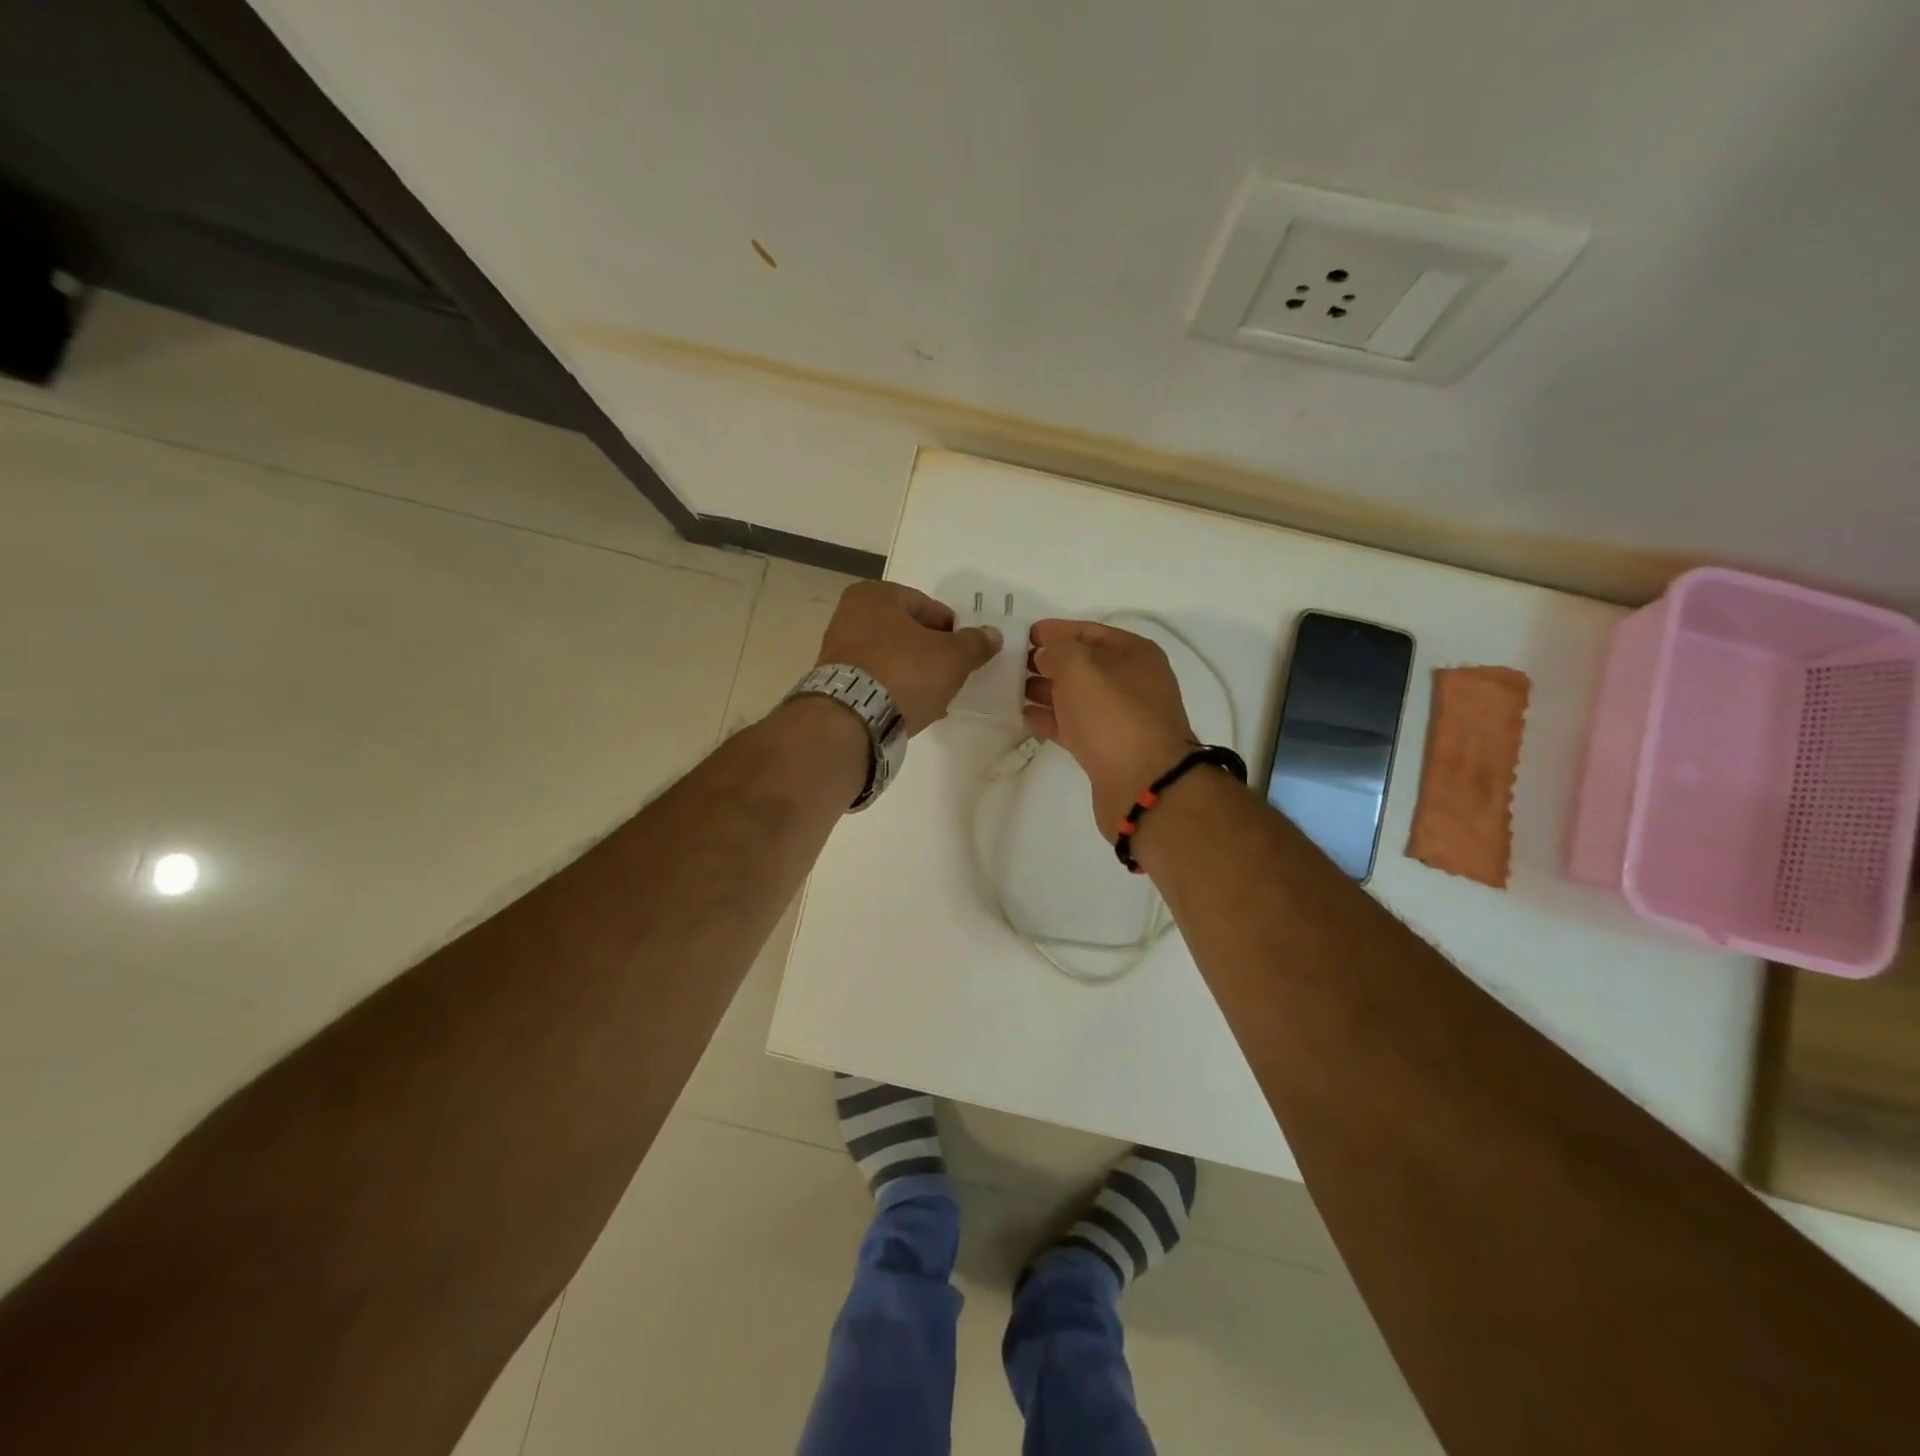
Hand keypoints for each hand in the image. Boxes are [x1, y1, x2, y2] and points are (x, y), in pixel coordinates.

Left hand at [816, 581, 1000, 734]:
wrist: (853, 718)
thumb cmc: (905, 673)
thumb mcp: (952, 657)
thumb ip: (975, 643)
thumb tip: (992, 634)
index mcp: (876, 594)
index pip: (929, 607)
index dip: (953, 631)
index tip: (965, 655)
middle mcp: (850, 614)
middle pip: (908, 632)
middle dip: (931, 653)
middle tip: (952, 676)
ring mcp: (837, 649)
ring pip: (891, 657)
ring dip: (914, 673)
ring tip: (934, 697)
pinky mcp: (835, 682)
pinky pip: (876, 679)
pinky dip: (894, 689)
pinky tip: (910, 708)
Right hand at [1024, 619, 1198, 831]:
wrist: (1143, 785)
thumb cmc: (1114, 715)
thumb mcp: (1080, 668)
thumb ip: (1058, 652)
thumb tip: (1046, 657)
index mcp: (1134, 654)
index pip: (1089, 631)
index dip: (1055, 630)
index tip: (1021, 635)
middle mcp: (1132, 682)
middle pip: (1083, 664)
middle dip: (1047, 661)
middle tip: (1009, 663)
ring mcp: (1121, 717)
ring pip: (1076, 696)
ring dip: (1045, 690)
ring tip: (1010, 688)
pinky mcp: (1108, 748)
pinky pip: (1074, 725)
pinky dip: (1050, 719)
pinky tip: (1025, 716)